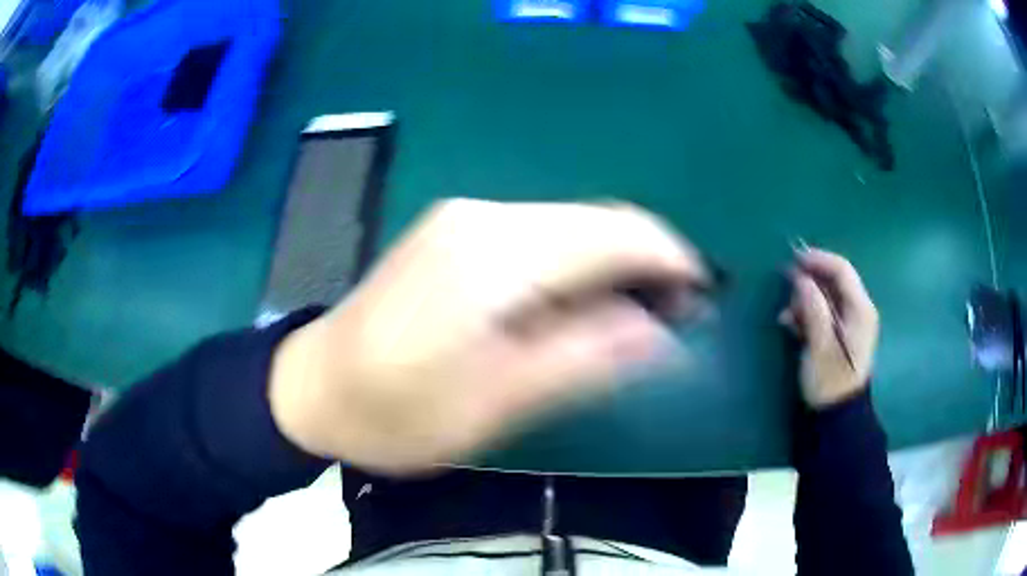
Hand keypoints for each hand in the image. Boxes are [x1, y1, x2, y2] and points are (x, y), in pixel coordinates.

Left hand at [269, 199, 709, 473]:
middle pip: (597, 220)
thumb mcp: (493, 405)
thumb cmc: (394, 414)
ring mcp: (465, 217)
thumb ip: (582, 358)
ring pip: (572, 225)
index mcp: (495, 254)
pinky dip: (578, 263)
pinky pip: (542, 234)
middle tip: (672, 320)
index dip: (670, 260)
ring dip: (614, 264)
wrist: (311, 387)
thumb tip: (661, 330)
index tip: (700, 300)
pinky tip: (580, 303)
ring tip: (634, 319)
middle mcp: (484, 215)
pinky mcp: (455, 230)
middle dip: (647, 263)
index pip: (614, 232)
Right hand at [780, 248, 878, 408]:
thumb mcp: (820, 347)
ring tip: (787, 317)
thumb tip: (801, 280)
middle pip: (834, 281)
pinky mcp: (842, 334)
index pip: (841, 270)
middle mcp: (859, 310)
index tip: (793, 259)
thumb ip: (813, 310)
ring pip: (827, 296)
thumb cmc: (830, 382)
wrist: (838, 416)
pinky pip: (825, 312)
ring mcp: (852, 322)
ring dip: (806, 300)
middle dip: (809, 283)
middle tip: (787, 295)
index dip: (818, 259)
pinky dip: (808, 313)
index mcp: (860, 310)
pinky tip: (793, 325)